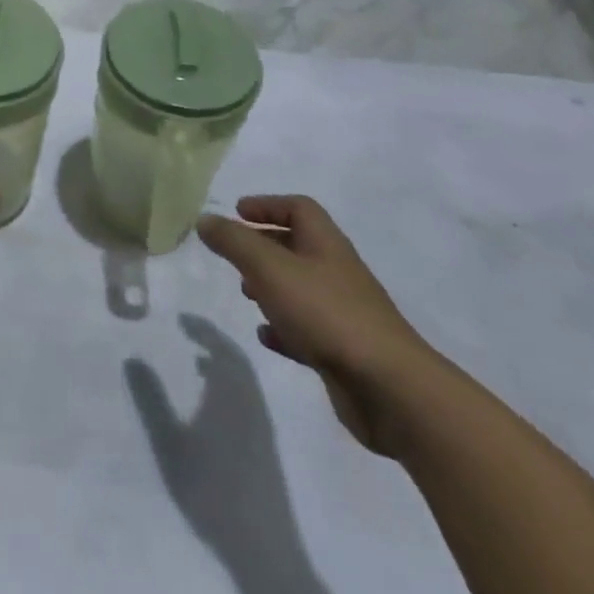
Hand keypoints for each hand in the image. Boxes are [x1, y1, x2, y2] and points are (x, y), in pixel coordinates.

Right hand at [196, 195, 437, 455]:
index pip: (299, 208)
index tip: (237, 212)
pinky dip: (282, 327)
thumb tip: (205, 219)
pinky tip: (266, 336)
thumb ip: (233, 242)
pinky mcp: (343, 351)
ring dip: (270, 287)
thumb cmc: (326, 313)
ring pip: (300, 288)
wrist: (389, 389)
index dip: (268, 204)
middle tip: (235, 256)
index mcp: (326, 244)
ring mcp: (343, 313)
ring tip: (246, 294)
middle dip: (263, 246)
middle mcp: (336, 272)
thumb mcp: (269, 268)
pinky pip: (307, 329)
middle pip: (298, 246)